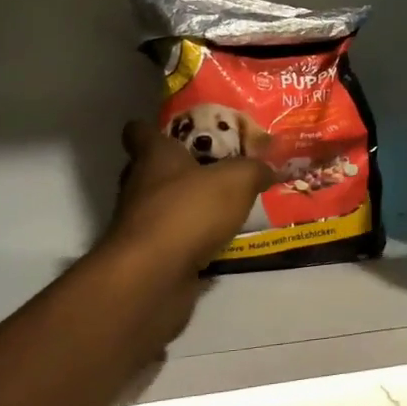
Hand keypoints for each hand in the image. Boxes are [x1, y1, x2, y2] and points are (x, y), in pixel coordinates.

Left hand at [104, 120, 269, 280]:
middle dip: (179, 170)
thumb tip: (268, 168)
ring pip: (162, 207)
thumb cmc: (189, 211)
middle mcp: (139, 186)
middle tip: (215, 170)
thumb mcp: (237, 180)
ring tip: (225, 209)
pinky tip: (219, 245)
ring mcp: (139, 224)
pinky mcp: (147, 257)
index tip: (175, 131)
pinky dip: (191, 242)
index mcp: (153, 156)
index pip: (138, 131)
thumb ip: (254, 169)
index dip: (152, 128)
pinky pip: (172, 241)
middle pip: (151, 170)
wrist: (153, 277)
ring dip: (187, 208)